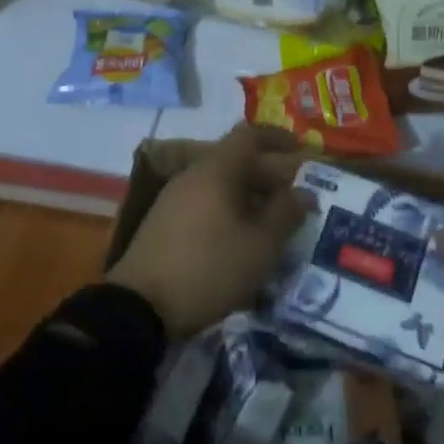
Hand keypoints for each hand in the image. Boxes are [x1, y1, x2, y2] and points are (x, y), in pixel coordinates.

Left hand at [107, 125, 307, 338]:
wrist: (140, 308)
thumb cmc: (210, 268)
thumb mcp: (260, 245)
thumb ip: (285, 213)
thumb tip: (303, 193)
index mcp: (216, 170)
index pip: (249, 135)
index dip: (277, 138)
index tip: (301, 150)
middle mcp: (192, 175)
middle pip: (235, 160)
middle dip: (268, 172)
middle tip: (295, 194)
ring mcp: (174, 198)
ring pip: (220, 183)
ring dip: (249, 194)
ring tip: (273, 219)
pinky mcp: (164, 223)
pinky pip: (205, 202)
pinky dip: (229, 209)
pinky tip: (241, 235)